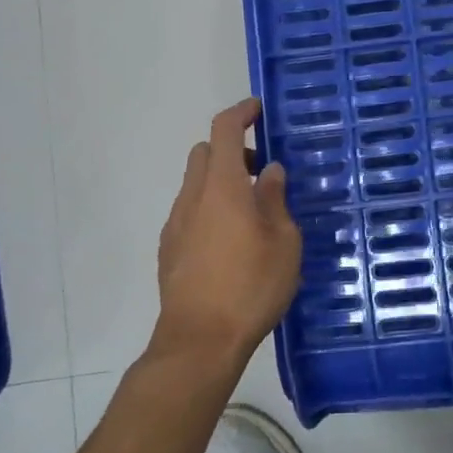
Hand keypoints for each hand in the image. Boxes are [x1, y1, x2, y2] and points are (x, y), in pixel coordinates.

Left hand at [151, 98, 301, 370]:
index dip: (240, 113)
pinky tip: (230, 242)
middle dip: (231, 151)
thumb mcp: (284, 242)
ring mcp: (175, 223)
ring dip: (220, 183)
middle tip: (261, 171)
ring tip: (251, 213)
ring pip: (195, 184)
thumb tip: (270, 172)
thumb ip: (276, 200)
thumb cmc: (251, 286)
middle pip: (204, 153)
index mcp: (222, 187)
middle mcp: (192, 197)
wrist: (199, 341)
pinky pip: (189, 212)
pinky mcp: (168, 249)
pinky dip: (209, 208)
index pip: (224, 130)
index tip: (258, 110)